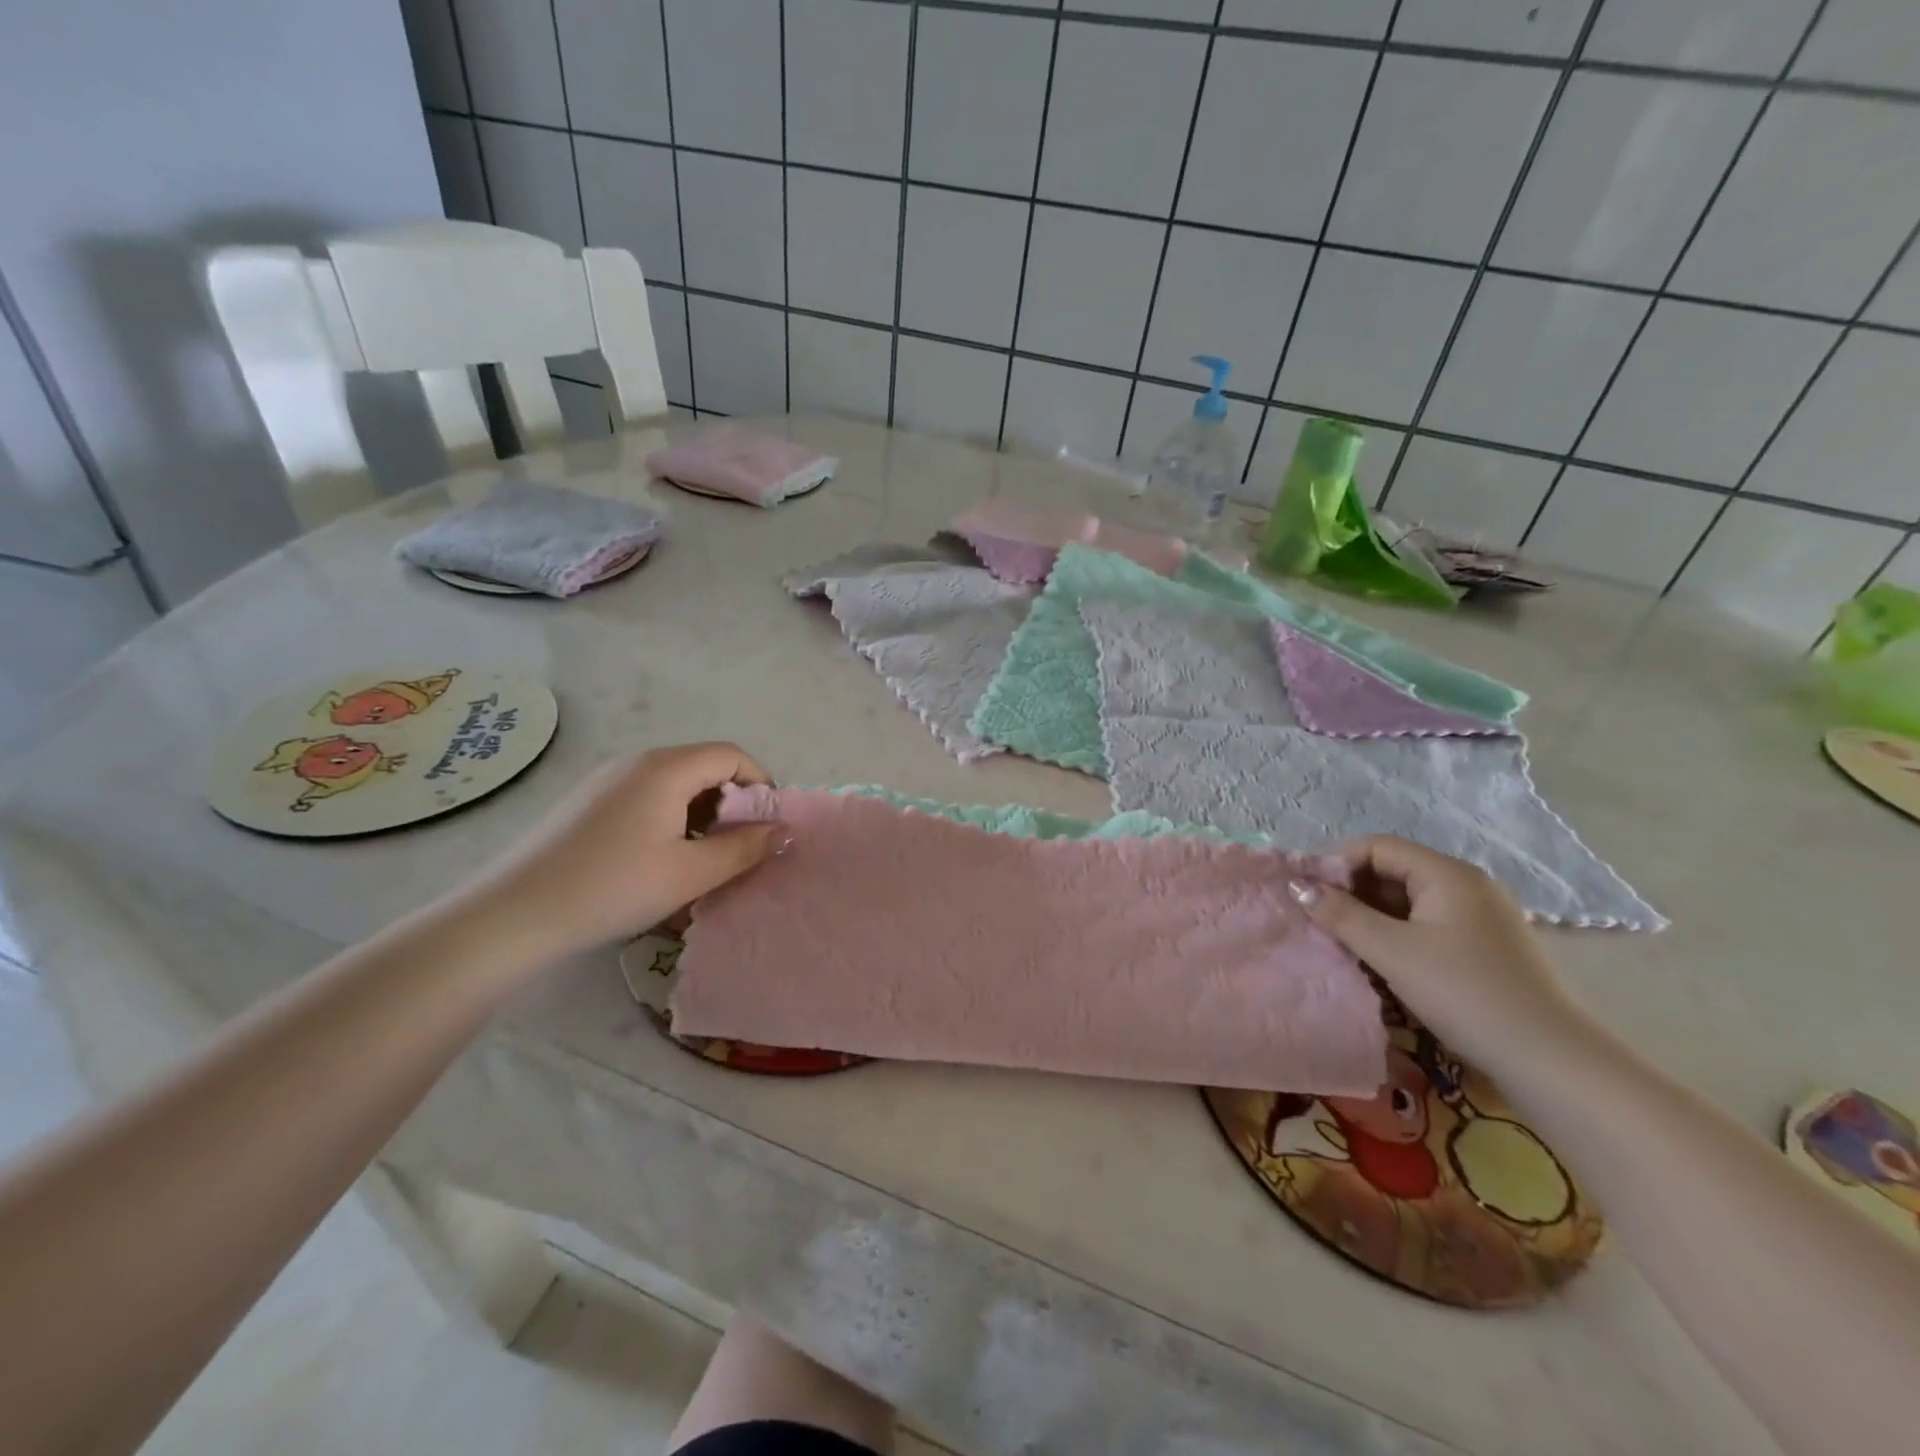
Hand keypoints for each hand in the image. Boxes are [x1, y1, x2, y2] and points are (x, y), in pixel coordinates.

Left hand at [464, 743, 783, 960]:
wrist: (512, 915)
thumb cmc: (613, 888)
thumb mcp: (690, 873)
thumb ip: (744, 848)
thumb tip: (783, 830)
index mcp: (666, 769)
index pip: (731, 756)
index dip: (759, 785)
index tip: (764, 827)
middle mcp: (636, 761)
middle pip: (702, 766)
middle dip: (730, 804)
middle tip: (733, 849)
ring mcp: (605, 779)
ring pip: (673, 784)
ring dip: (699, 814)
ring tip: (695, 860)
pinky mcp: (585, 801)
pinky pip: (644, 796)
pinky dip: (668, 818)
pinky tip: (654, 860)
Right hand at [1290, 837, 1596, 1075]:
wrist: (1548, 1059)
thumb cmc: (1463, 992)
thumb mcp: (1391, 951)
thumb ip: (1340, 915)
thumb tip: (1296, 886)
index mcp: (1447, 874)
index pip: (1378, 847)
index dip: (1337, 864)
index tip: (1307, 893)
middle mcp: (1466, 885)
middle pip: (1393, 871)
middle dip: (1352, 892)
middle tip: (1319, 920)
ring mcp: (1480, 917)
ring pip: (1409, 901)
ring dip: (1371, 916)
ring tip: (1343, 943)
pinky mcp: (1485, 947)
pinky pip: (1427, 924)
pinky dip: (1397, 934)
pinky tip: (1381, 961)